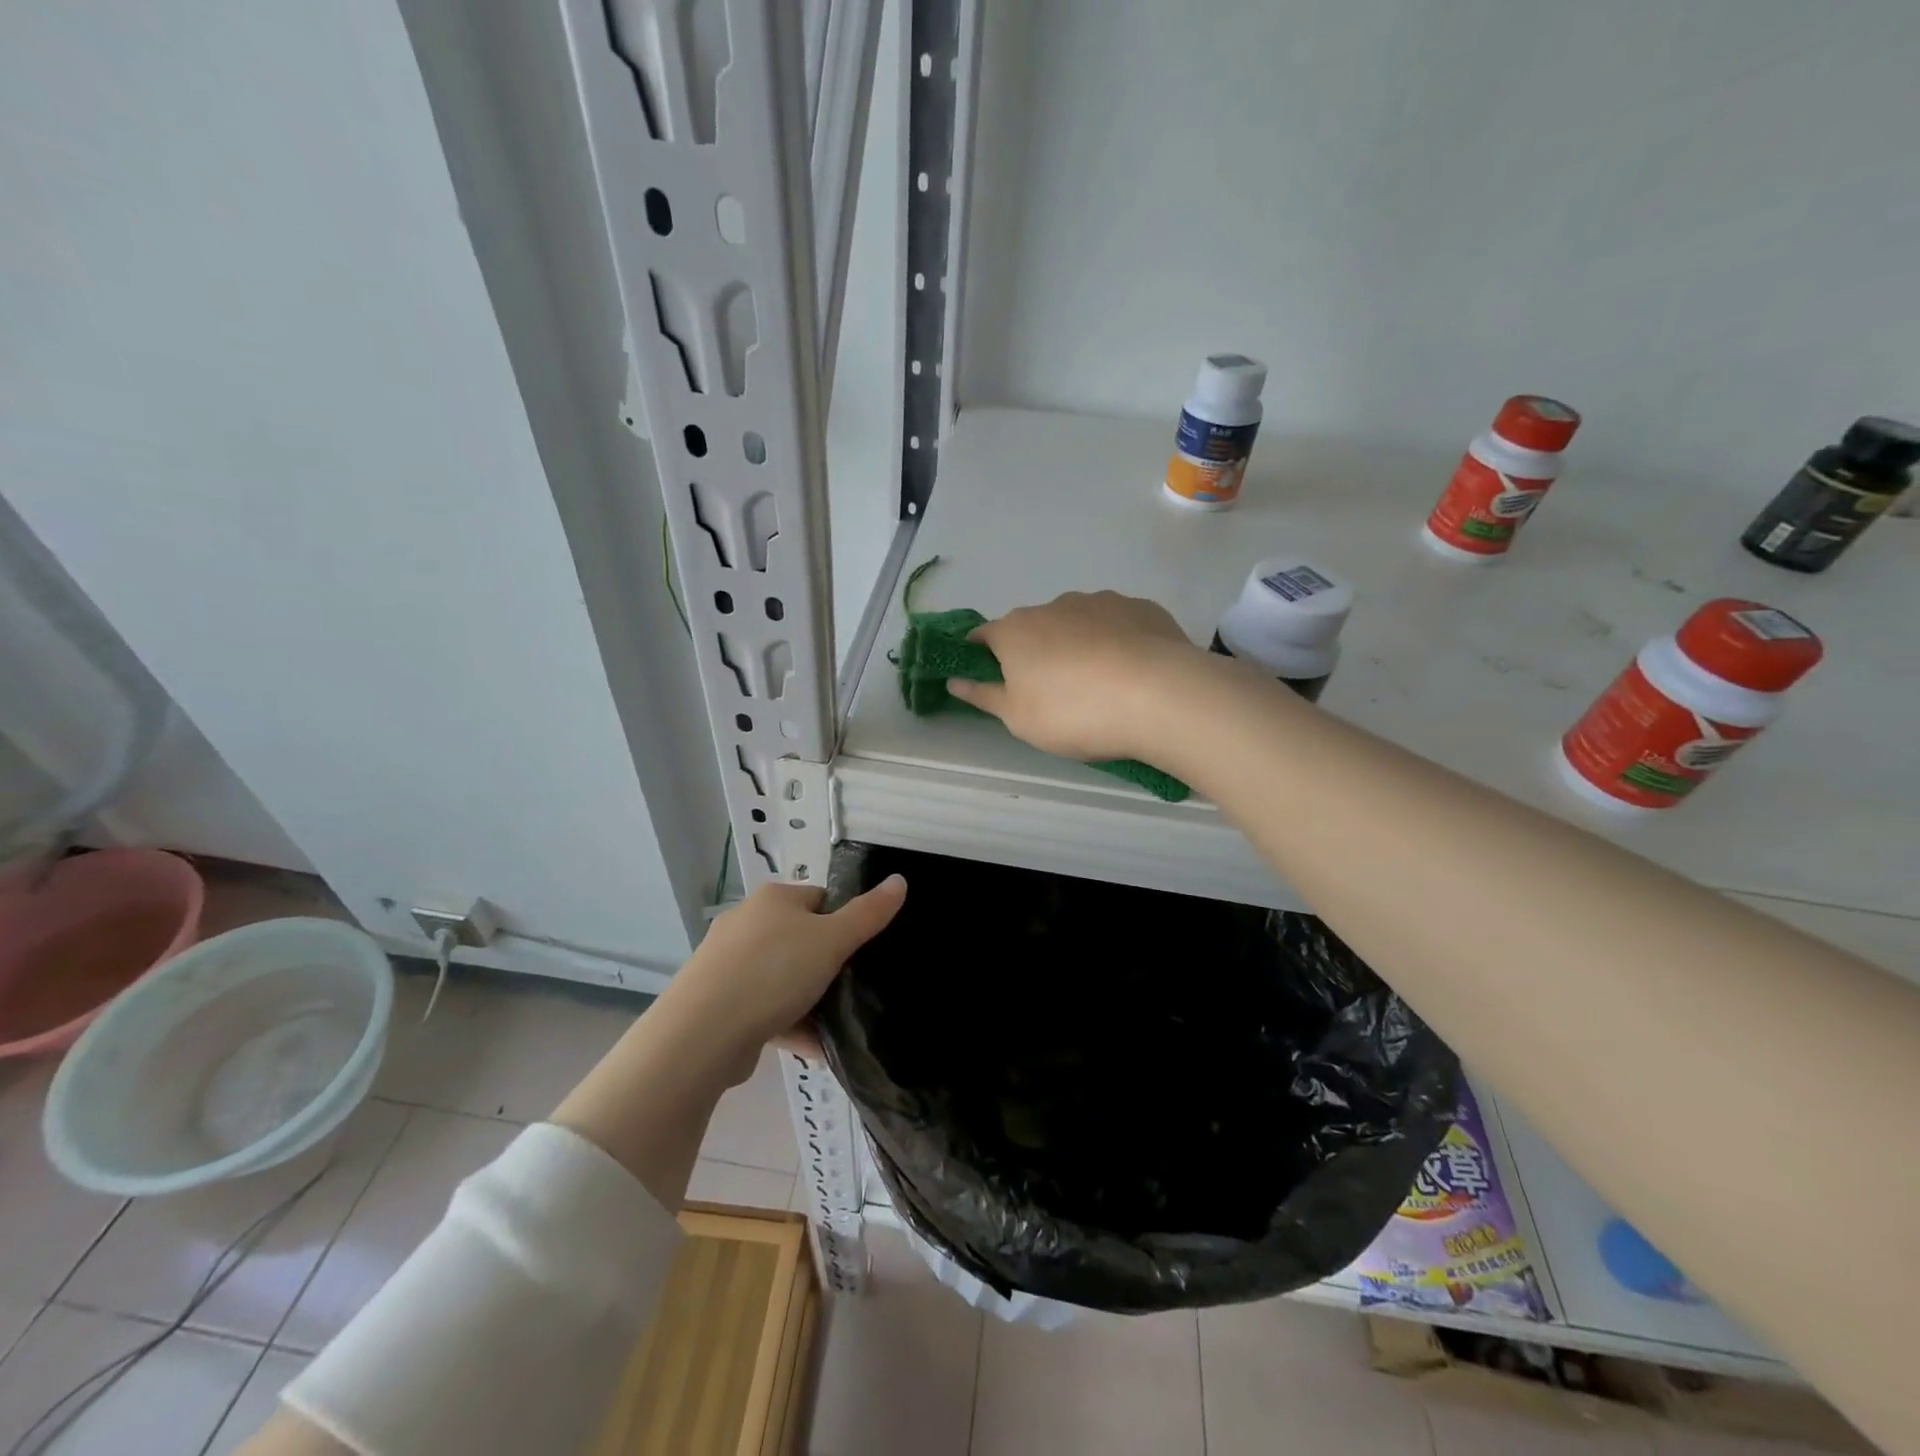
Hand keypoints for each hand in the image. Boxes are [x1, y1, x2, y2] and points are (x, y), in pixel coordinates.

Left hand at [664, 877, 906, 1076]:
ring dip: (809, 1000)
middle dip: (827, 965)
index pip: (820, 899)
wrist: (701, 1034)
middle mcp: (747, 923)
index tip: (862, 951)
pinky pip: (764, 1008)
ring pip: (782, 977)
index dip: (845, 922)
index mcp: (773, 899)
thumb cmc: (773, 972)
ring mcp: (728, 964)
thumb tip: (899, 880)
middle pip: (801, 939)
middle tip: (852, 988)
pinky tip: (815, 1048)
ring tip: (838, 1025)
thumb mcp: (832, 940)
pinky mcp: (719, 1002)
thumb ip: (868, 913)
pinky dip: (789, 1024)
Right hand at [948, 591, 1202, 761]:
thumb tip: (954, 681)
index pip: (983, 636)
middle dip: (1036, 654)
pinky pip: (1118, 625)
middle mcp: (1054, 605)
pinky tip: (1132, 674)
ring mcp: (1101, 601)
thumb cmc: (1073, 712)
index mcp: (1015, 630)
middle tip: (1054, 695)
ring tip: (1101, 686)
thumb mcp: (1018, 718)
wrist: (1159, 696)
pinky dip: (1117, 643)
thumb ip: (984, 696)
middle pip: (1034, 629)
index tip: (993, 681)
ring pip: (1078, 624)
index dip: (982, 657)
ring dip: (1078, 646)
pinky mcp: (1141, 607)